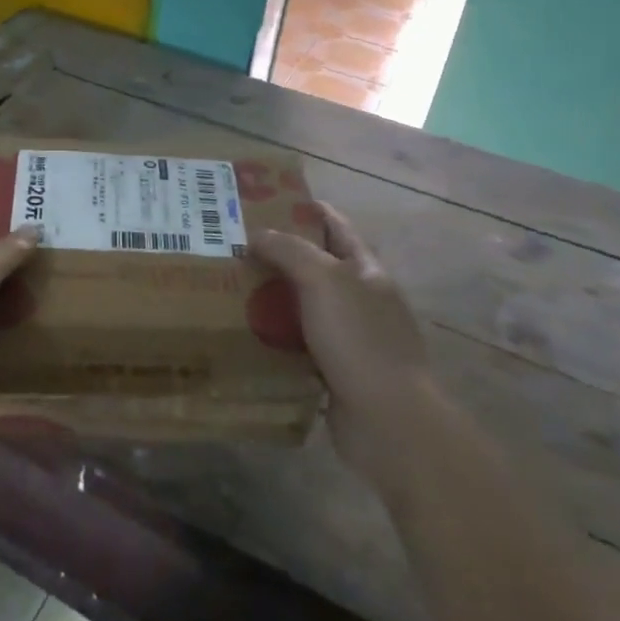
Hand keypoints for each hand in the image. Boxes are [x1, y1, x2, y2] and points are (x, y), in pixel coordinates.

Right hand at [250, 203, 429, 475]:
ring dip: (274, 297)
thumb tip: (257, 235)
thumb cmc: (359, 339)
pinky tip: (247, 334)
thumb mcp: (323, 281)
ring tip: (231, 288)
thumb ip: (290, 251)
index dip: (309, 210)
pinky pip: (300, 344)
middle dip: (281, 255)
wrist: (388, 420)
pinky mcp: (337, 371)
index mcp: (367, 271)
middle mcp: (362, 300)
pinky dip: (276, 337)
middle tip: (236, 247)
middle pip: (318, 266)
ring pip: (305, 307)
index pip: (337, 227)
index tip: (269, 200)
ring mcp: (352, 338)